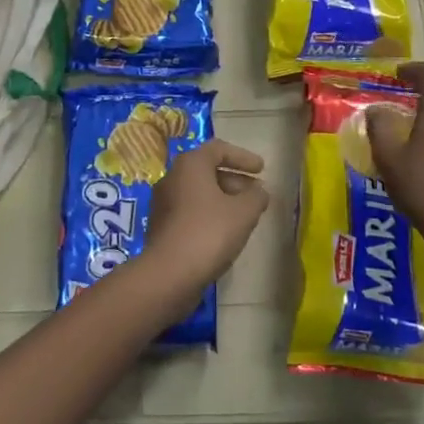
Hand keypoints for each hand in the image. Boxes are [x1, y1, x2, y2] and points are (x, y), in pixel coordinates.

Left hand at [140, 140, 269, 311]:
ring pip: (198, 192)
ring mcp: (163, 203)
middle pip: (207, 170)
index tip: (262, 169)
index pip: (218, 149)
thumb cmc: (209, 233)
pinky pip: (191, 211)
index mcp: (190, 165)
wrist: (169, 274)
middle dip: (235, 180)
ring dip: (223, 199)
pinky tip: (225, 233)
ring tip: (245, 216)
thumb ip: (256, 196)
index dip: (243, 157)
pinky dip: (210, 215)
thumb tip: (259, 191)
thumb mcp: (244, 212)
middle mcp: (172, 178)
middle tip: (256, 194)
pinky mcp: (162, 226)